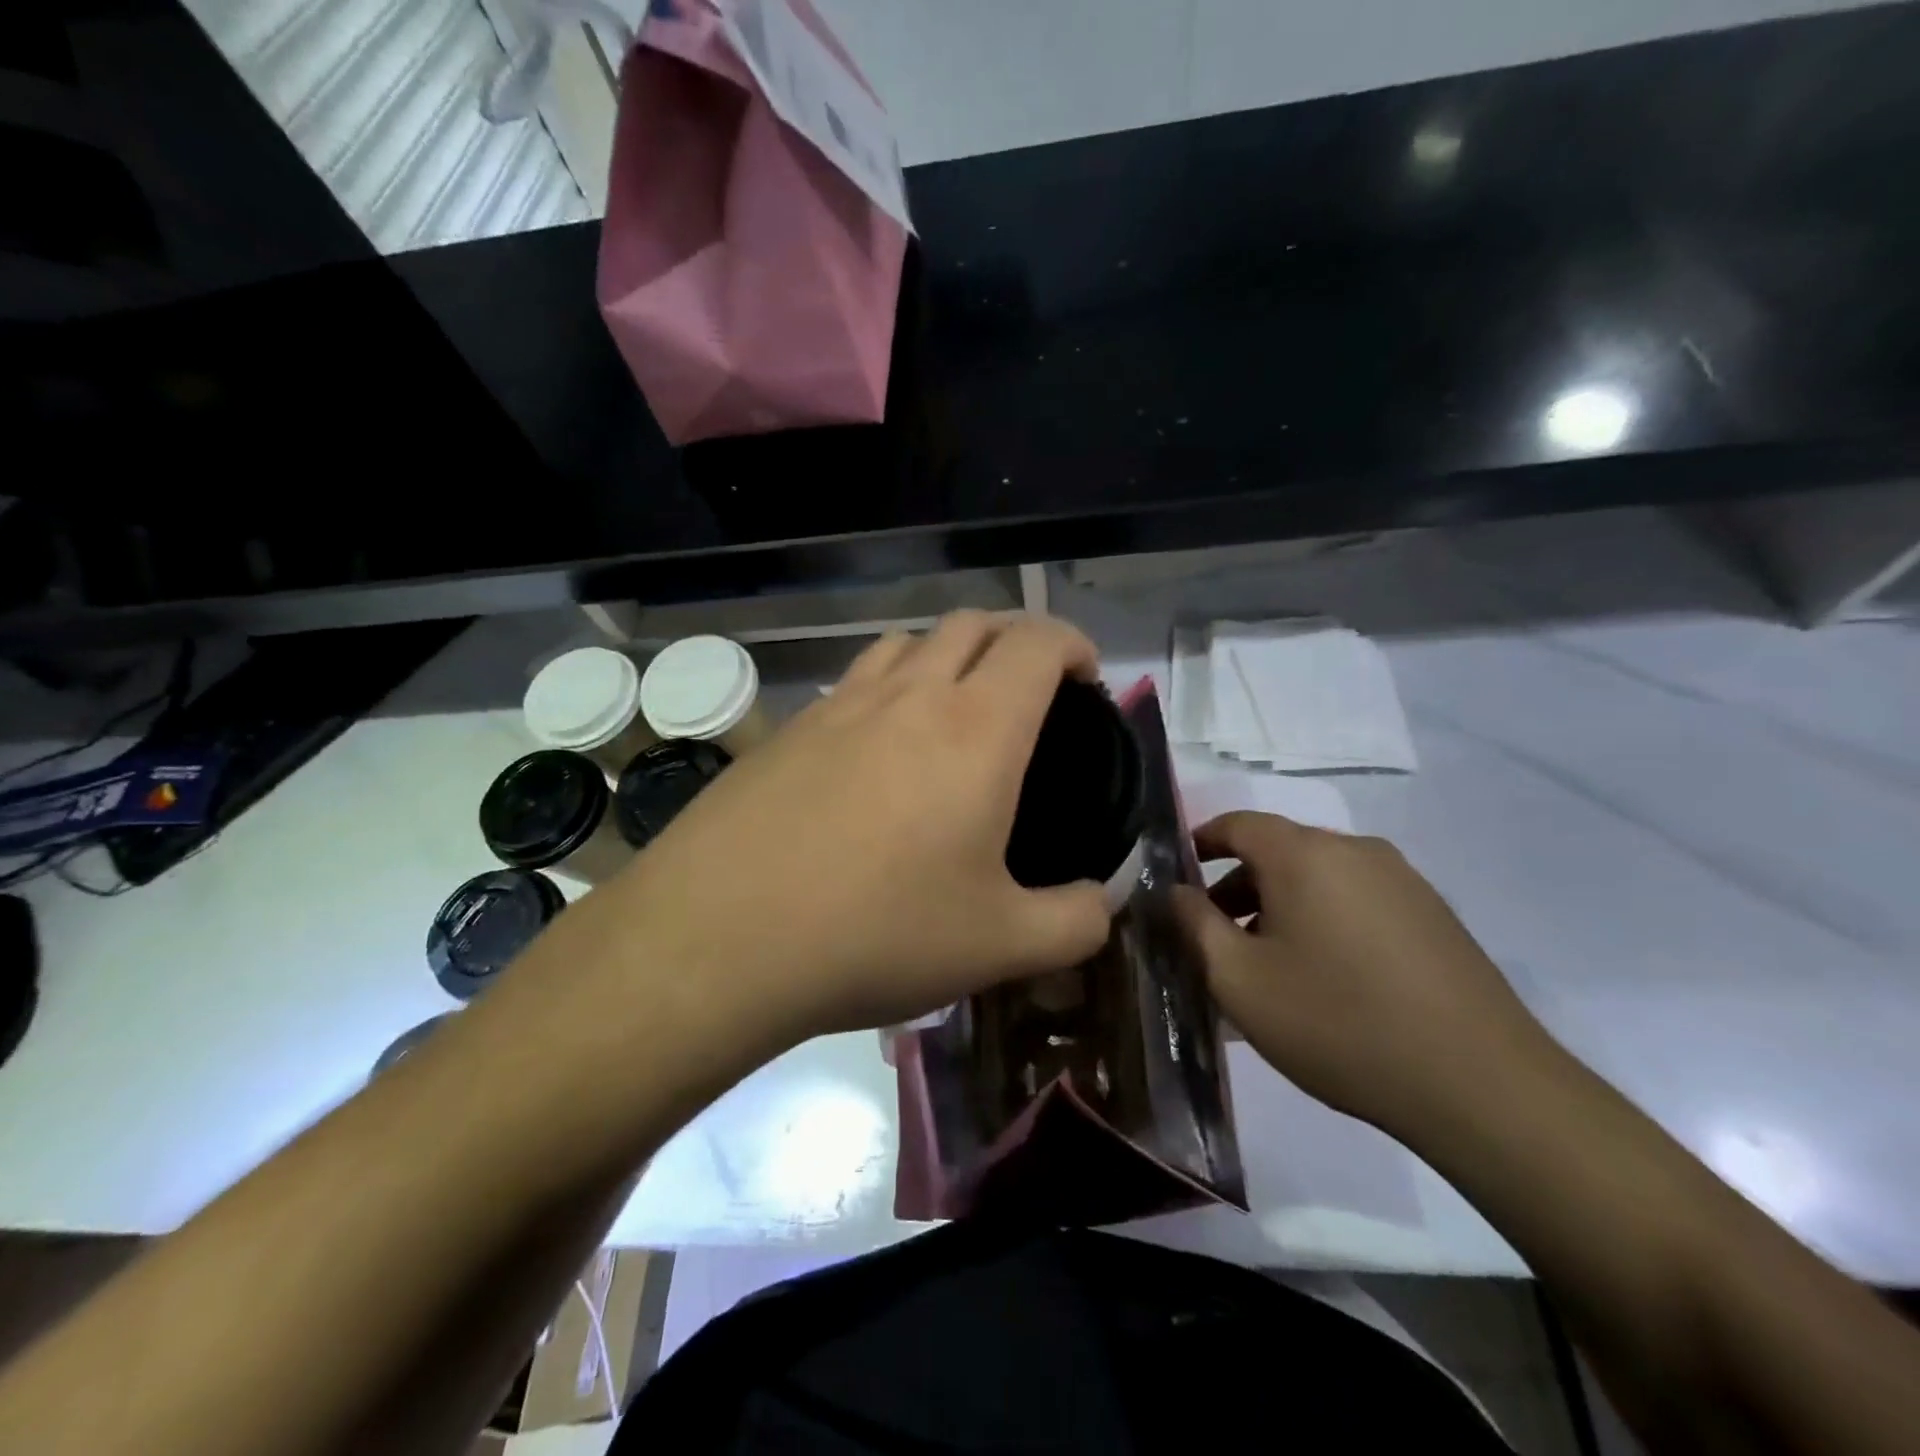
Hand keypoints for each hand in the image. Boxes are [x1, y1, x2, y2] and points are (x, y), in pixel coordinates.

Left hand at [604, 612, 1114, 1043]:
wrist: (717, 939)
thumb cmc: (876, 933)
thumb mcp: (998, 946)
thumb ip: (1074, 924)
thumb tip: (1101, 905)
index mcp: (975, 728)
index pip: (1037, 642)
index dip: (1073, 644)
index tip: (1086, 679)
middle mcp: (908, 695)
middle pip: (971, 623)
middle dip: (1014, 639)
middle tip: (1030, 691)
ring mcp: (838, 705)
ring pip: (906, 642)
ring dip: (945, 655)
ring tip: (955, 710)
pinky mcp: (786, 729)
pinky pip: (852, 682)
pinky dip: (886, 689)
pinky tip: (876, 753)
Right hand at [1173, 812, 1559, 1140]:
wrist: (1482, 1085)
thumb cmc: (1338, 1022)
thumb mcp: (1240, 980)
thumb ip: (1194, 925)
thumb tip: (1174, 891)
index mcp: (1304, 854)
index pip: (1237, 824)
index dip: (1199, 843)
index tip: (1176, 876)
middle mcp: (1355, 850)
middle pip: (1279, 851)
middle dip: (1237, 887)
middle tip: (1215, 938)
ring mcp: (1403, 880)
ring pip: (1319, 878)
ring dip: (1281, 907)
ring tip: (1267, 966)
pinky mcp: (1434, 915)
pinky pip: (1357, 901)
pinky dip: (1324, 921)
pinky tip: (1325, 979)